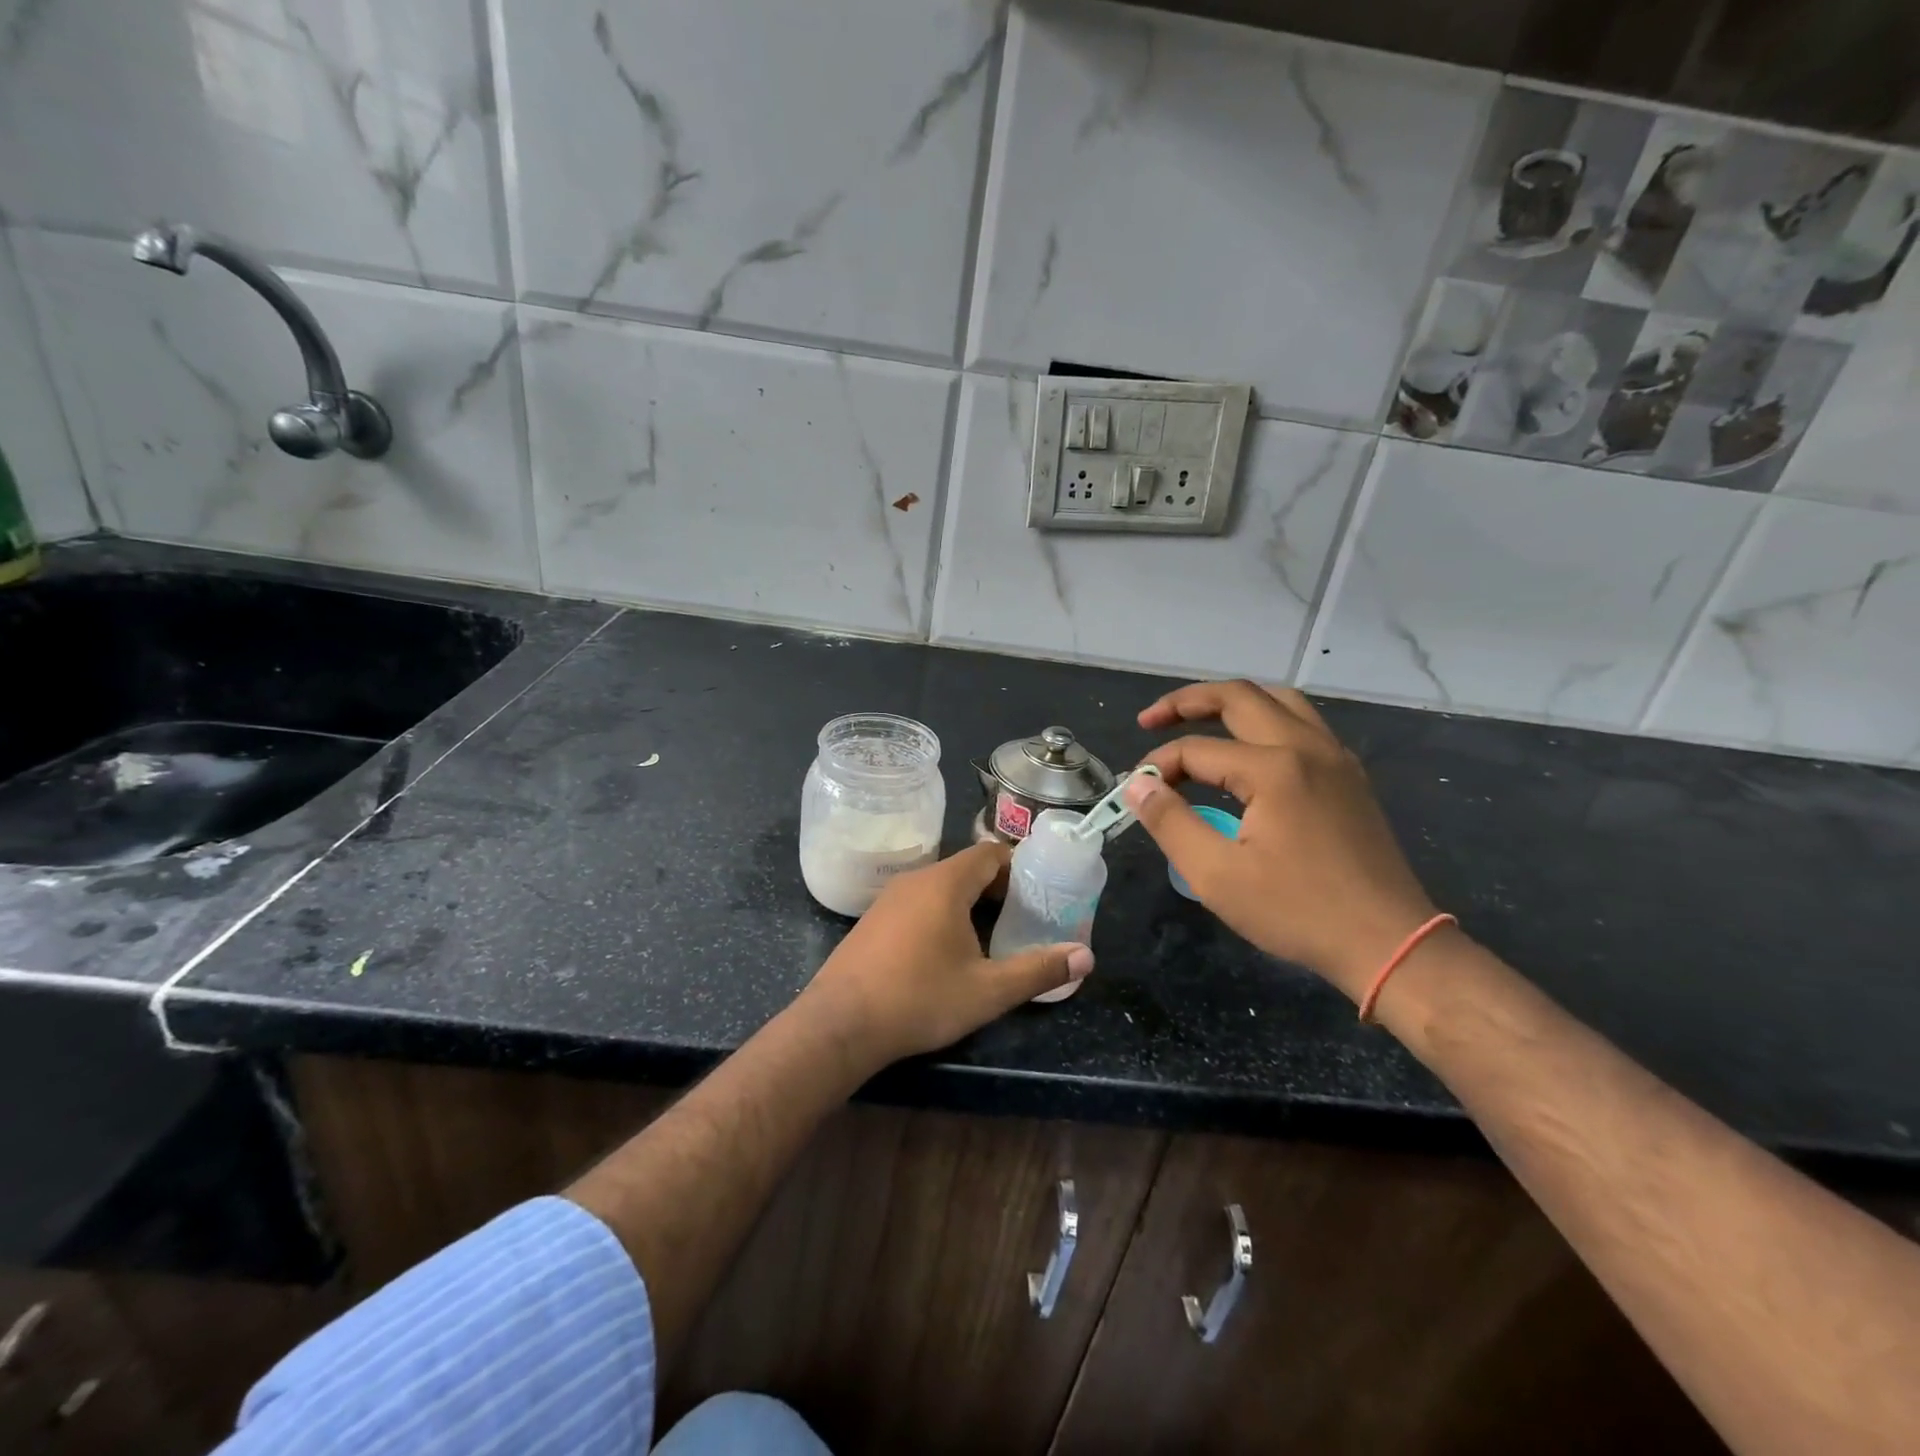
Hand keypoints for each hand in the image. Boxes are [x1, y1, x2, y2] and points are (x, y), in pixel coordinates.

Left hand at [799, 843, 1093, 1067]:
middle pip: (965, 868)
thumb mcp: (988, 991)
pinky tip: (943, 952)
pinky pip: (916, 903)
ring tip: (989, 937)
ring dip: (967, 904)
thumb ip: (1038, 970)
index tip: (1038, 894)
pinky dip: (939, 914)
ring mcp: (888, 899)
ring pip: (939, 887)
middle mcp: (916, 879)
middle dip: (996, 889)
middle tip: (1021, 920)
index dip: (1018, 869)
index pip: (990, 853)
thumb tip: (1086, 957)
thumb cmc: (920, 999)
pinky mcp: (872, 920)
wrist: (840, 1024)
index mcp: (945, 883)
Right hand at [1126, 681, 1440, 1000]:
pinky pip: (1303, 723)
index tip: (1135, 792)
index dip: (1158, 766)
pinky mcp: (1349, 776)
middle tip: (1150, 720)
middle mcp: (1306, 747)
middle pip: (1239, 697)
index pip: (1197, 750)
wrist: (1389, 943)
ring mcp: (1335, 758)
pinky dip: (1266, 720)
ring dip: (1231, 702)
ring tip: (1197, 720)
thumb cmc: (1297, 912)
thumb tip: (1137, 785)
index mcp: (1273, 768)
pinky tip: (1249, 749)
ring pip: (1278, 701)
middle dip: (1187, 702)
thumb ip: (1170, 822)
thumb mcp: (1217, 875)